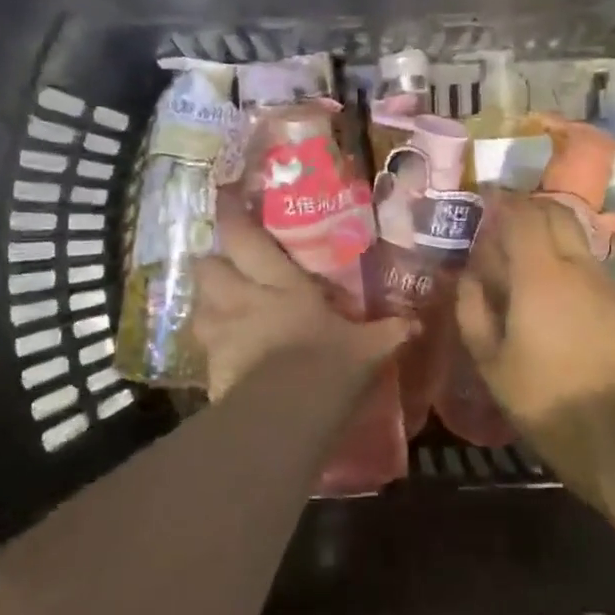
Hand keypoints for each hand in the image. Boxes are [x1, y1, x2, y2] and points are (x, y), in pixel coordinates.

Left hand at [194, 196, 408, 398]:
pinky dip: (212, 348)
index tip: (225, 196)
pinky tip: (226, 355)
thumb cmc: (328, 367)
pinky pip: (204, 349)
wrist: (285, 417)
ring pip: (199, 306)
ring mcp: (220, 334)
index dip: (232, 215)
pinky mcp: (209, 369)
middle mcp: (242, 300)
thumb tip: (416, 323)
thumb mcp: (367, 349)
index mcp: (280, 284)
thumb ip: (388, 332)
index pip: (245, 238)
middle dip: (213, 263)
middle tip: (227, 267)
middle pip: (208, 267)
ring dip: (208, 304)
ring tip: (222, 309)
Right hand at [455, 194, 614, 498]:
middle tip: (504, 226)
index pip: (524, 214)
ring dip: (551, 238)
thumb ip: (472, 309)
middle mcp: (578, 266)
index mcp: (540, 274)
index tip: (485, 205)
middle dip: (529, 210)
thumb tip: (468, 276)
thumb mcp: (490, 360)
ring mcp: (607, 285)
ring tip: (527, 263)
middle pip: (557, 215)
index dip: (503, 203)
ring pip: (577, 240)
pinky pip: (591, 269)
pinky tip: (557, 298)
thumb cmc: (543, 397)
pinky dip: (569, 266)